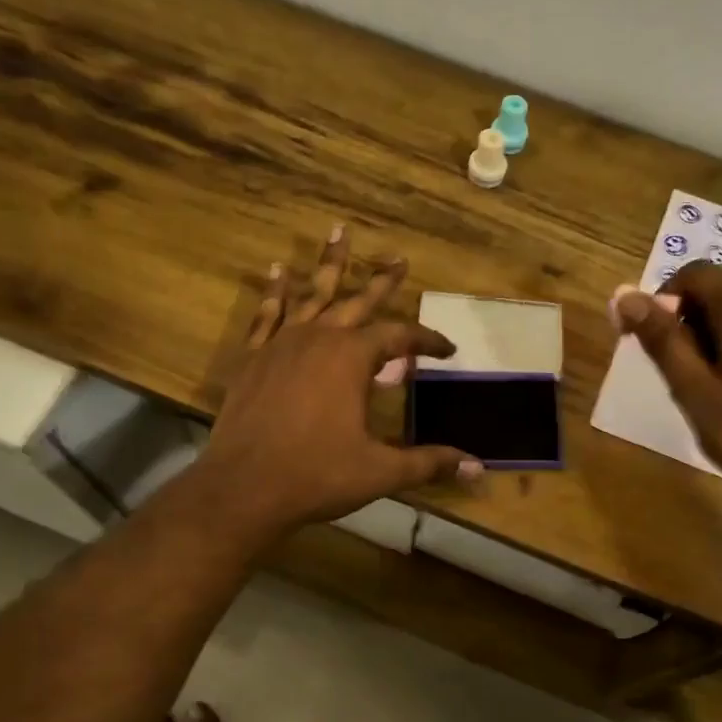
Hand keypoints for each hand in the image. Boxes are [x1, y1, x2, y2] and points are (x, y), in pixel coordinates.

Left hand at [189, 226, 482, 540]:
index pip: (400, 337)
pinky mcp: (252, 358)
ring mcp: (281, 344)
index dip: (427, 340)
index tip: (447, 349)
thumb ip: (429, 462)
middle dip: (383, 280)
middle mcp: (319, 338)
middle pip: (357, 300)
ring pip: (310, 294)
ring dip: (328, 265)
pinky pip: (266, 314)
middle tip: (399, 258)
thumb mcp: (381, 471)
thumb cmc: (317, 475)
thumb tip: (477, 468)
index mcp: (352, 358)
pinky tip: (276, 271)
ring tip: (338, 232)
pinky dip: (274, 292)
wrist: (244, 489)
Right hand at [610, 261, 721, 527]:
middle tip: (686, 385)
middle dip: (691, 328)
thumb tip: (625, 297)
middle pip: (721, 295)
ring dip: (720, 344)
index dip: (662, 300)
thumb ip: (664, 343)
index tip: (650, 343)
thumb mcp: (700, 397)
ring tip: (720, 399)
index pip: (694, 274)